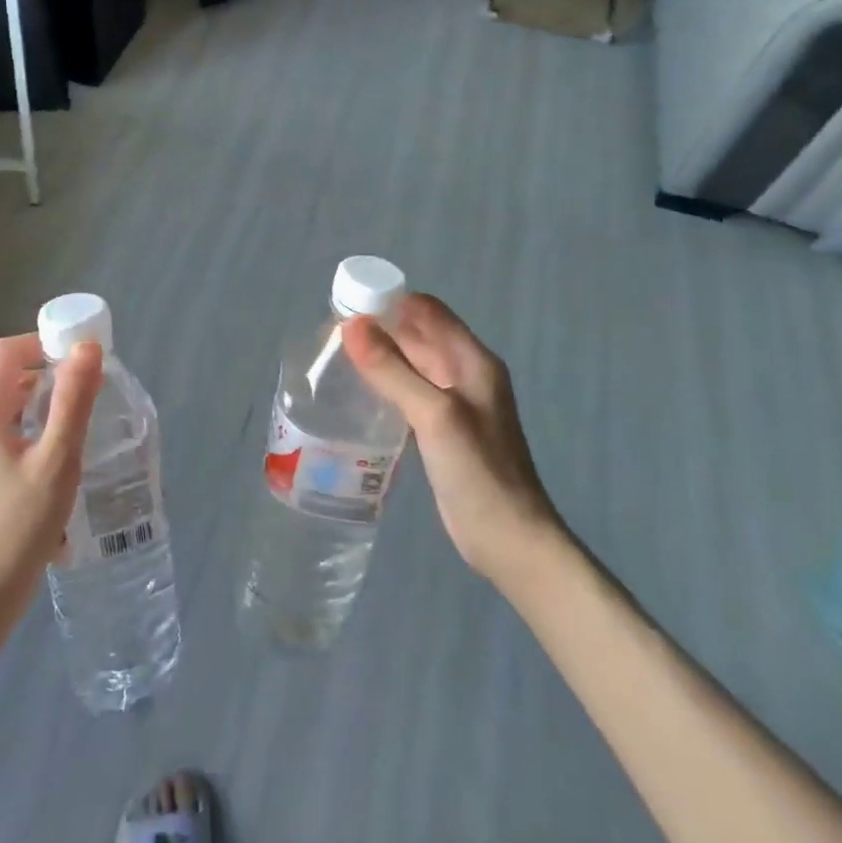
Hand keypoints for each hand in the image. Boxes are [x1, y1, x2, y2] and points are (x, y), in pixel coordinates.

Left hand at [0, 334, 102, 635]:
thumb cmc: (15, 531)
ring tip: (81, 427)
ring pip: (8, 413)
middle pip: (6, 380)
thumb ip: (73, 402)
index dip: (42, 341)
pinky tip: (59, 471)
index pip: (6, 352)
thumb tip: (86, 347)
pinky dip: (33, 438)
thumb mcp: (56, 463)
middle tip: (90, 390)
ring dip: (44, 409)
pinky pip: (5, 441)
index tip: (81, 356)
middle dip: (49, 375)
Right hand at [341, 295, 559, 579]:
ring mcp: (454, 404)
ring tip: (335, 358)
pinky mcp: (441, 430)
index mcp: (472, 361)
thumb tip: (351, 325)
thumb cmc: (478, 472)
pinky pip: (409, 393)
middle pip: (418, 335)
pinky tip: (358, 393)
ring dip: (379, 357)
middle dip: (379, 328)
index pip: (427, 311)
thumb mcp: (433, 415)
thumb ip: (392, 370)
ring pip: (411, 365)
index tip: (347, 304)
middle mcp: (464, 374)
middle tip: (331, 333)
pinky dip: (385, 385)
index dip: (390, 302)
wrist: (510, 541)